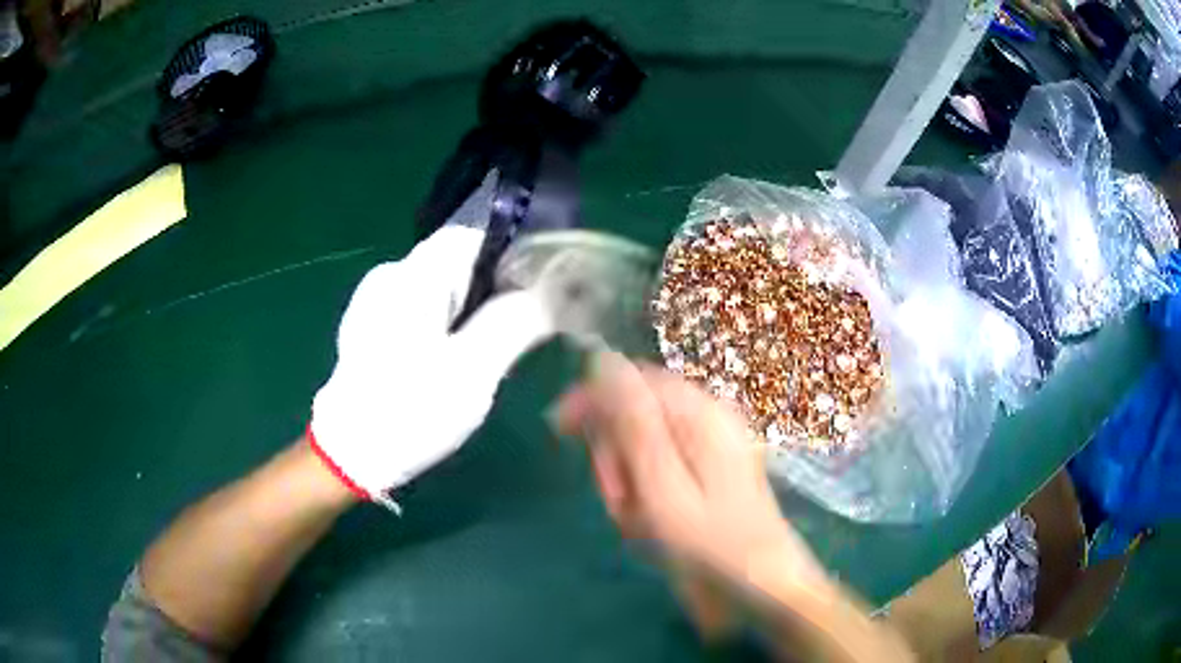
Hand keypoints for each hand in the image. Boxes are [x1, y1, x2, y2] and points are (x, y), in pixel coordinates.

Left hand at [310, 178, 552, 509]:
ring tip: (480, 358)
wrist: (349, 454)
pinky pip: (422, 310)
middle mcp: (392, 276)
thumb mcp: (473, 370)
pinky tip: (445, 366)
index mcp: (414, 277)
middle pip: (457, 264)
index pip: (472, 237)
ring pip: (441, 290)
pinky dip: (445, 328)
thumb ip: (515, 321)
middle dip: (492, 293)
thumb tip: (551, 291)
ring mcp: (376, 301)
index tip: (534, 295)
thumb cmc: (410, 411)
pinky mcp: (371, 326)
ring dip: (469, 314)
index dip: (510, 258)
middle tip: (510, 339)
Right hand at [556, 352, 823, 583]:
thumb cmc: (710, 542)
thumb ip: (633, 422)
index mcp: (698, 413)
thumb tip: (605, 361)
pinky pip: (660, 464)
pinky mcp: (711, 466)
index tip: (559, 429)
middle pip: (636, 411)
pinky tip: (650, 520)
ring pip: (644, 442)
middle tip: (617, 499)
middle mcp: (707, 416)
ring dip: (628, 478)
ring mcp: (712, 441)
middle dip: (614, 453)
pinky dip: (646, 490)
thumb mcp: (662, 486)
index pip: (630, 380)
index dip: (591, 399)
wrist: (762, 581)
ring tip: (636, 519)